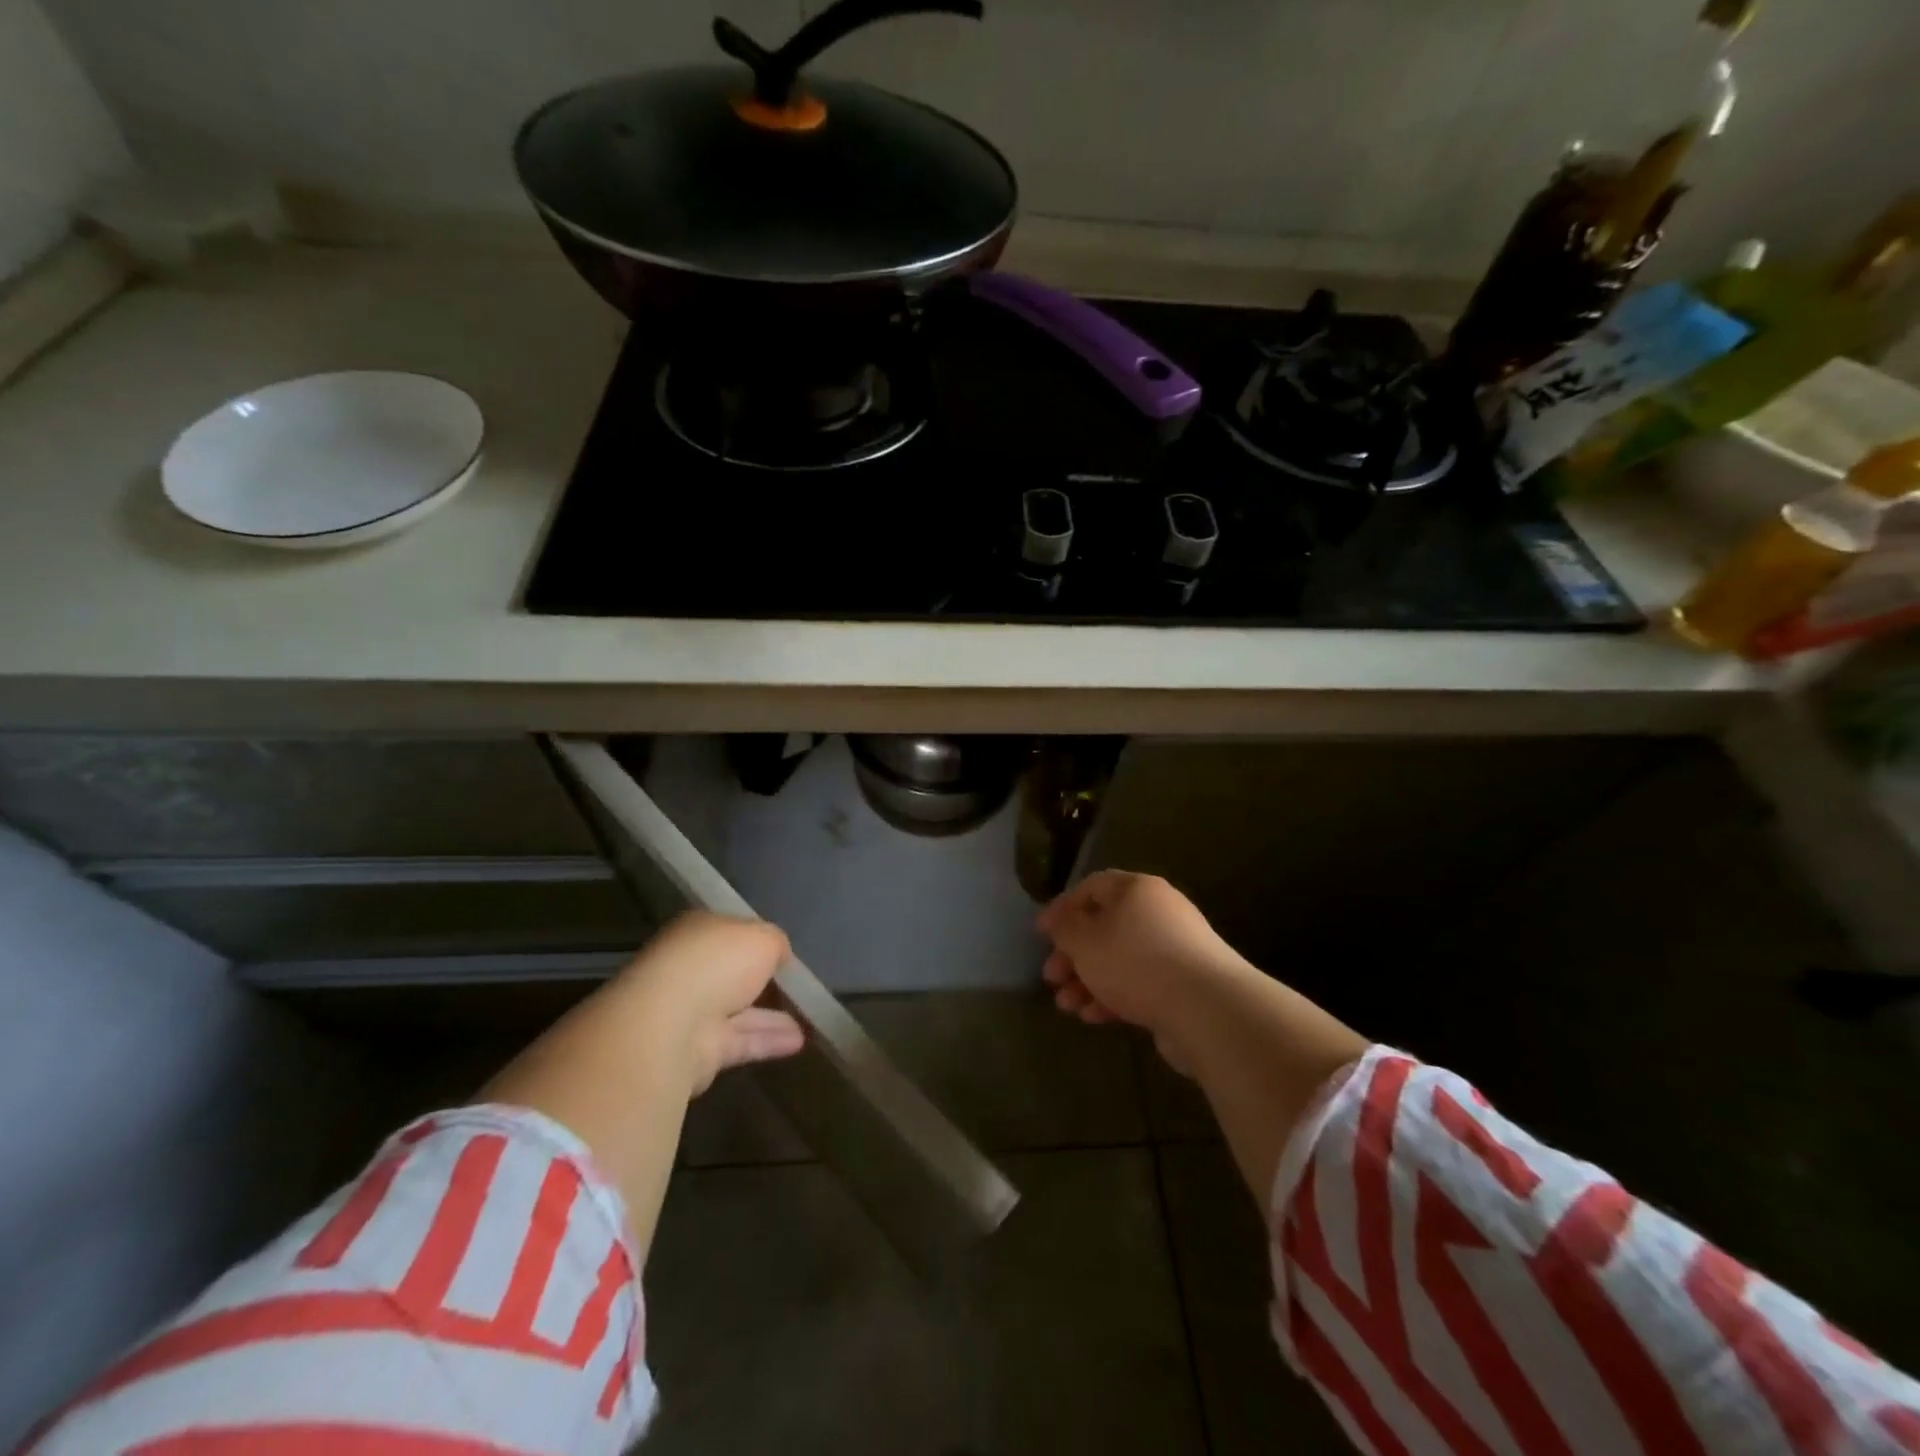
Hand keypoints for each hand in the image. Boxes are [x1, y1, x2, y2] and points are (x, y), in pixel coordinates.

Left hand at [616, 910, 804, 1095]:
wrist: (672, 1023)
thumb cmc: (717, 963)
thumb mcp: (762, 937)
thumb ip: (775, 943)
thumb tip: (778, 954)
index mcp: (698, 932)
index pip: (728, 932)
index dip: (755, 939)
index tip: (781, 951)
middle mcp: (691, 969)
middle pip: (731, 974)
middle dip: (760, 980)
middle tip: (794, 986)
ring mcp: (691, 1011)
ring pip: (739, 1011)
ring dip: (771, 1016)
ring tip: (808, 1020)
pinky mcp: (698, 1050)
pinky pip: (741, 1041)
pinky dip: (768, 1041)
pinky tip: (798, 1042)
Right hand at [1038, 870, 1252, 1075]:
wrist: (1206, 1009)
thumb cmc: (1135, 961)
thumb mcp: (1084, 940)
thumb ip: (1064, 926)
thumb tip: (1059, 918)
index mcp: (1136, 890)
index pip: (1092, 887)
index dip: (1062, 908)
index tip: (1041, 935)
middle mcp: (1159, 912)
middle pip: (1105, 926)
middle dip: (1073, 954)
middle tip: (1052, 977)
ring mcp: (1175, 949)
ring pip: (1120, 959)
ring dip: (1088, 980)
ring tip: (1067, 1006)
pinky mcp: (1184, 985)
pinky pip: (1140, 983)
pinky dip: (1114, 996)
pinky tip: (1094, 1017)